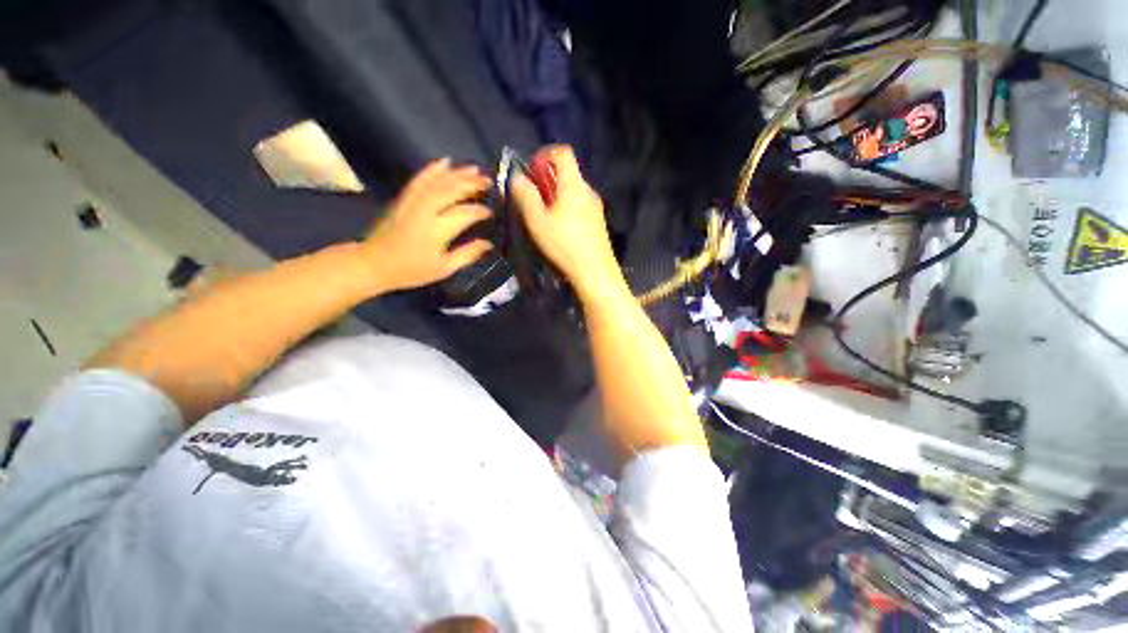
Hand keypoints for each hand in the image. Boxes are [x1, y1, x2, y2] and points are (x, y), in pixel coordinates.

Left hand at [363, 158, 493, 292]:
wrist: (373, 263)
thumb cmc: (411, 270)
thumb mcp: (444, 269)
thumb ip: (467, 255)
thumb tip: (488, 244)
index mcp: (436, 231)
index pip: (464, 214)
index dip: (479, 211)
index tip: (491, 212)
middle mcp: (424, 211)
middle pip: (450, 191)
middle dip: (471, 184)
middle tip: (489, 182)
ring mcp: (412, 202)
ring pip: (437, 182)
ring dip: (457, 173)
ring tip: (475, 169)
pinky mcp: (403, 198)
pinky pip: (419, 179)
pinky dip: (432, 169)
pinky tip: (445, 162)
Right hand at [510, 146, 622, 297]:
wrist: (595, 272)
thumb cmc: (564, 245)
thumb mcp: (537, 221)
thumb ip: (526, 196)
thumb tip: (518, 176)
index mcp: (574, 185)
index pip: (563, 152)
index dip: (545, 153)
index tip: (532, 169)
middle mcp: (588, 191)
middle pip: (569, 172)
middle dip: (548, 178)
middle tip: (534, 197)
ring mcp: (596, 207)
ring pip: (574, 190)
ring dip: (557, 194)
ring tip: (544, 215)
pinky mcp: (599, 222)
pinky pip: (580, 204)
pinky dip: (568, 207)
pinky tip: (561, 228)